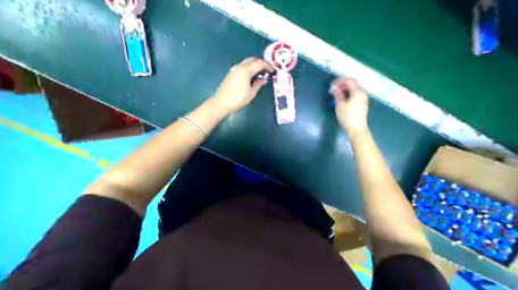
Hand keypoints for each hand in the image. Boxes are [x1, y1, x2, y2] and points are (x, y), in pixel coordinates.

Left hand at [213, 56, 274, 112]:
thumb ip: (258, 84)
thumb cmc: (238, 98)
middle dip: (261, 63)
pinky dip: (249, 68)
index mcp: (246, 70)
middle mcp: (240, 66)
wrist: (221, 102)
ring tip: (260, 74)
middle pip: (253, 59)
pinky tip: (252, 76)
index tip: (273, 70)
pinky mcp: (231, 73)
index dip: (267, 66)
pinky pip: (243, 66)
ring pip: (247, 62)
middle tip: (267, 70)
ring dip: (254, 65)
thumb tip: (263, 79)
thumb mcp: (251, 93)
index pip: (259, 63)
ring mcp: (234, 69)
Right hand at [330, 77, 369, 137]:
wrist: (357, 129)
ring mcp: (363, 98)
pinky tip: (342, 99)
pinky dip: (348, 94)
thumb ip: (337, 94)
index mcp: (358, 91)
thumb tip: (333, 87)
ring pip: (354, 89)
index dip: (339, 81)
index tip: (331, 86)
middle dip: (342, 84)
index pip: (349, 80)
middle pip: (352, 83)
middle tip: (332, 90)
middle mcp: (362, 93)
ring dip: (344, 89)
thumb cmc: (348, 117)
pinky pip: (355, 94)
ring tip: (336, 94)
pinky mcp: (362, 104)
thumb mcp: (340, 105)